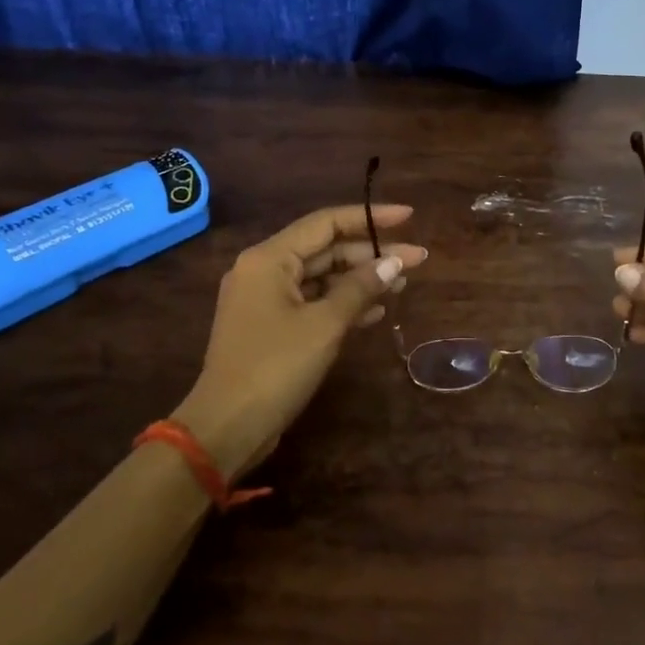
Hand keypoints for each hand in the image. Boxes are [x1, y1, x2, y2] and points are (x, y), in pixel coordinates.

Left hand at [179, 204, 426, 474]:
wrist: (226, 428)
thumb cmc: (275, 367)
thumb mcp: (325, 324)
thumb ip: (361, 287)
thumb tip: (395, 262)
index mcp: (269, 258)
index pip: (327, 223)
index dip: (369, 217)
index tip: (408, 217)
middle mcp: (264, 270)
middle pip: (326, 249)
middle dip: (371, 253)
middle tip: (417, 260)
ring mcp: (265, 299)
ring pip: (322, 276)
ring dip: (361, 279)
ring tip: (403, 284)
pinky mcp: (270, 326)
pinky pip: (313, 301)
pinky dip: (343, 303)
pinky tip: (376, 311)